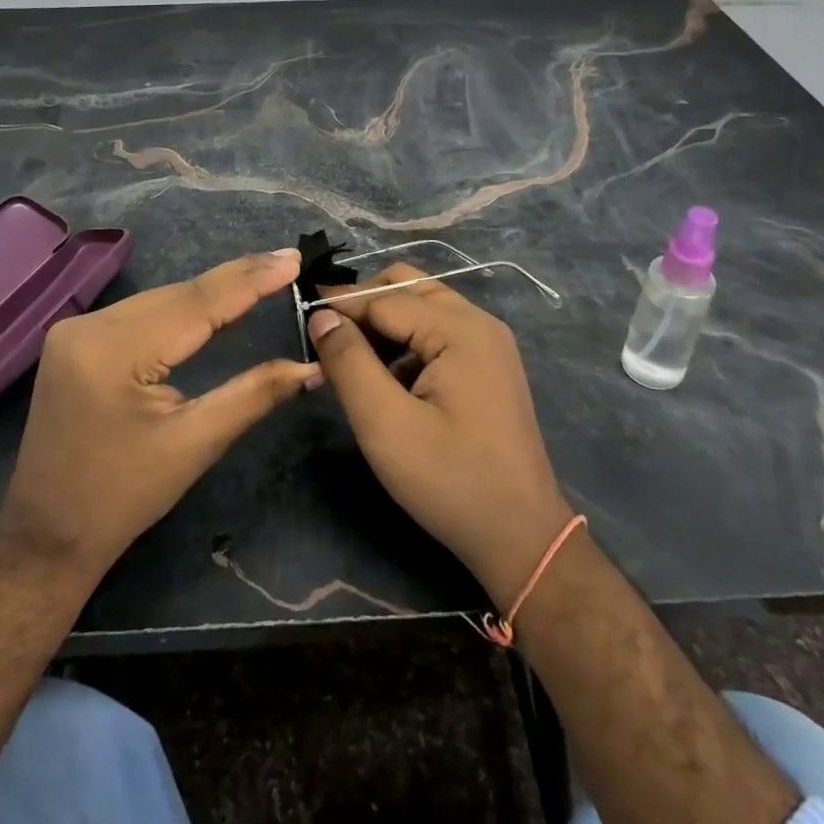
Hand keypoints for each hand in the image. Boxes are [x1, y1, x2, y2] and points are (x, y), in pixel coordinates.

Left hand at [0, 249, 316, 580]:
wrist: (46, 536)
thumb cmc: (122, 498)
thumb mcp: (195, 444)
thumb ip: (253, 394)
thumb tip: (310, 366)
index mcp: (114, 351)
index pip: (196, 303)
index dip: (250, 279)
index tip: (294, 258)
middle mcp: (89, 326)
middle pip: (178, 294)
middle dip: (237, 278)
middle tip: (289, 262)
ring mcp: (77, 329)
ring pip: (162, 299)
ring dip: (212, 291)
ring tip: (265, 274)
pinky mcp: (78, 339)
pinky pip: (143, 312)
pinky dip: (183, 306)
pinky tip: (215, 300)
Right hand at [307, 264, 572, 605]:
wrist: (522, 536)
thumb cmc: (450, 481)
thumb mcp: (386, 425)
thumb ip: (349, 363)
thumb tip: (321, 316)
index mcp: (460, 329)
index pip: (384, 297)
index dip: (340, 305)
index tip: (300, 317)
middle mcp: (478, 322)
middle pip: (408, 286)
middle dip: (363, 303)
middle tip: (325, 335)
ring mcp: (489, 342)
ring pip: (422, 306)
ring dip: (383, 321)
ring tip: (348, 357)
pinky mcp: (489, 364)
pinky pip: (438, 331)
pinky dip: (406, 340)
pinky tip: (385, 376)